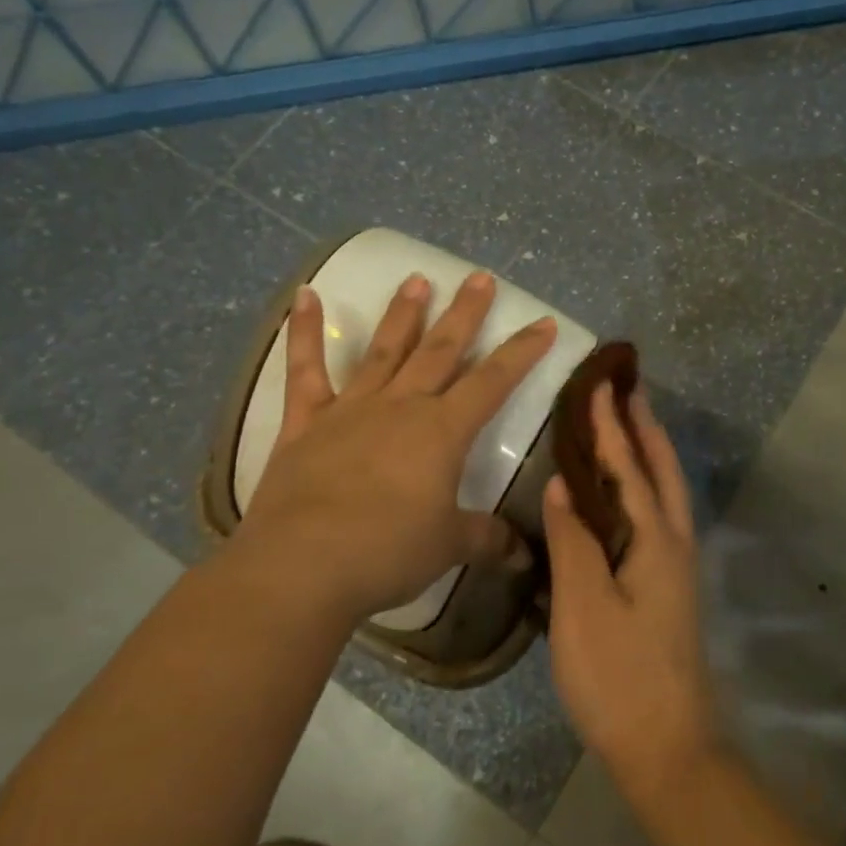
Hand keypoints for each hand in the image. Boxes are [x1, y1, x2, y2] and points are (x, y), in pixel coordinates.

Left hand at [217, 270, 556, 625]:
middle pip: (440, 350)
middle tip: (480, 277)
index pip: (494, 381)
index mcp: (442, 431)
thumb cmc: (388, 552)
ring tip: (417, 280)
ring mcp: (350, 409)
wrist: (302, 567)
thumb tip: (524, 556)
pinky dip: (304, 332)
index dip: (522, 351)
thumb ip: (488, 540)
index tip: (544, 322)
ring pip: (384, 350)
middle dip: (465, 314)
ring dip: (403, 314)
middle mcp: (401, 406)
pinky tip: (305, 296)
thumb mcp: (449, 546)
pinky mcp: (305, 423)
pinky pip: (305, 370)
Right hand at [543, 383, 717, 799]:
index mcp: (656, 540)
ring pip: (665, 493)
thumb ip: (574, 540)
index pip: (629, 468)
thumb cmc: (619, 675)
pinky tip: (625, 495)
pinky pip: (658, 517)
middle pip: (662, 471)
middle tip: (628, 390)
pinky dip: (644, 487)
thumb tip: (564, 484)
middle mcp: (674, 544)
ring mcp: (676, 568)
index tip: (600, 385)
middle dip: (645, 428)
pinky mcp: (669, 589)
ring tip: (628, 427)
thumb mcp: (583, 606)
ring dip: (649, 454)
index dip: (612, 426)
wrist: (667, 748)